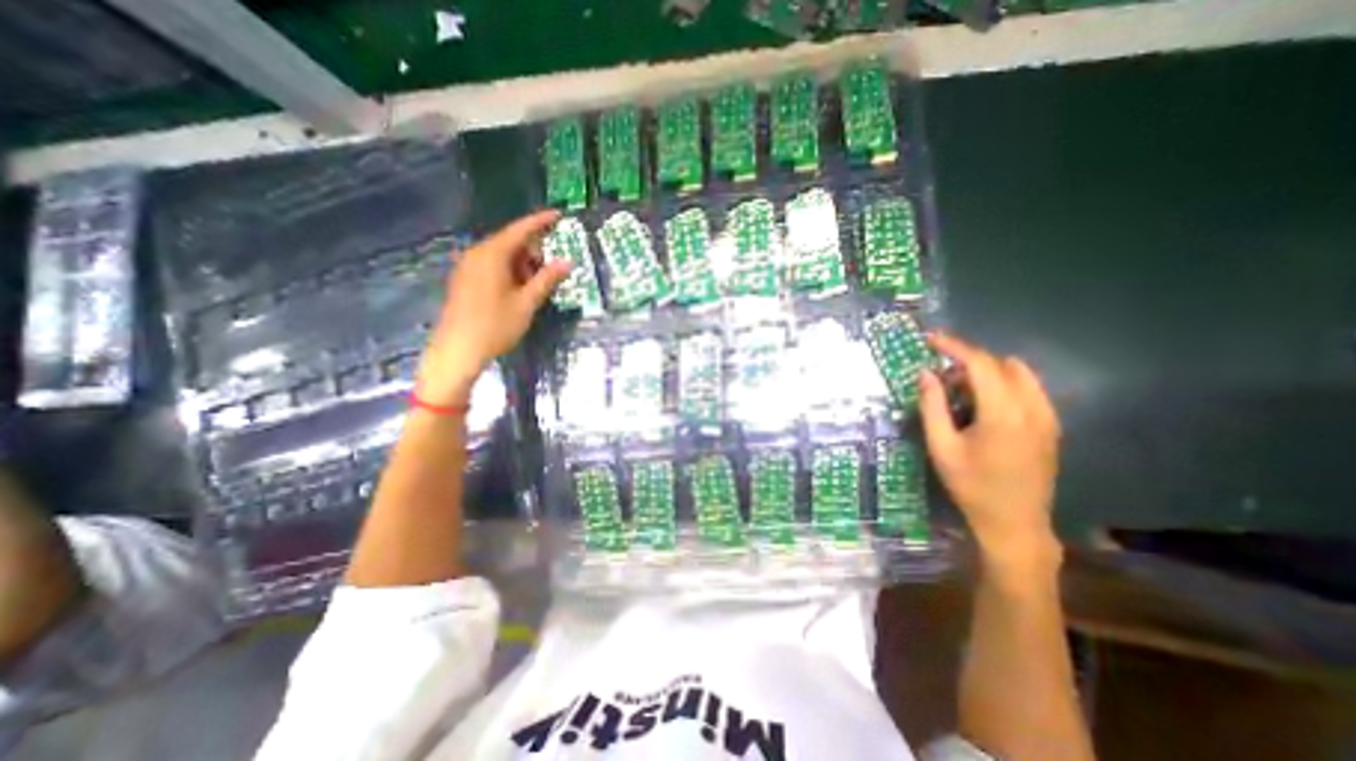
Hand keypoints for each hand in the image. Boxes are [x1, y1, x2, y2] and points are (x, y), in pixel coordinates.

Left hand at [411, 209, 565, 403]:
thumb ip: (547, 279)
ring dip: (522, 263)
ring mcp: (467, 267)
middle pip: (509, 242)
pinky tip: (520, 287)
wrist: (458, 350)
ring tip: (539, 280)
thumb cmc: (495, 326)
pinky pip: (491, 265)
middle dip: (533, 249)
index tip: (558, 215)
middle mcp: (477, 254)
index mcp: (492, 255)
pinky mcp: (464, 280)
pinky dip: (509, 270)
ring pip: (501, 255)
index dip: (540, 221)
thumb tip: (567, 262)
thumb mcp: (527, 303)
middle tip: (553, 264)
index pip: (520, 230)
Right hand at [917, 334, 1065, 569]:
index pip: (981, 364)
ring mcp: (1047, 417)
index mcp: (1003, 413)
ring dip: (987, 370)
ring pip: (1019, 374)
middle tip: (940, 372)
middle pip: (1001, 364)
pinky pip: (1029, 389)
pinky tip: (984, 403)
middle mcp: (1032, 408)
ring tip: (960, 387)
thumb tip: (926, 374)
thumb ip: (932, 406)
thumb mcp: (941, 447)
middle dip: (968, 359)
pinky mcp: (1051, 427)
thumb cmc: (971, 486)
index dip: (955, 346)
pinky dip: (1004, 383)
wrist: (1014, 523)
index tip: (931, 339)